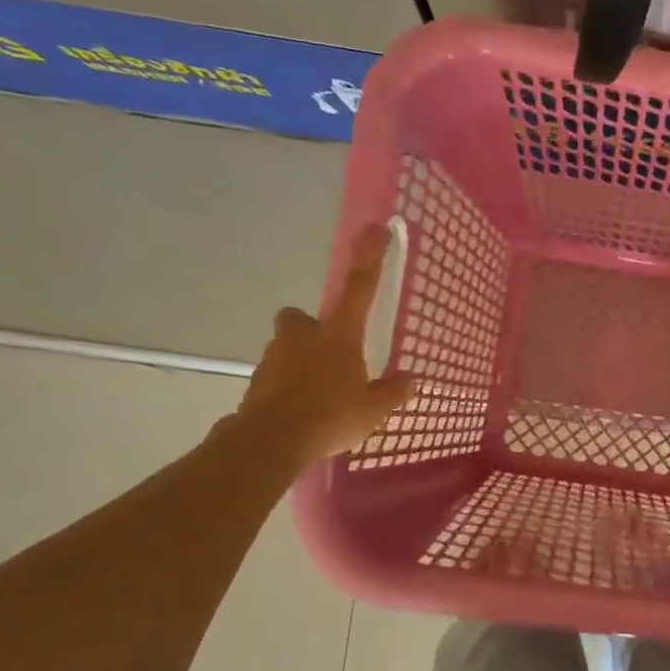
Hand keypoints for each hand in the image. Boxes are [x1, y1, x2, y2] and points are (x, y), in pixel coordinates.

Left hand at [235, 226, 414, 466]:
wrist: (270, 441)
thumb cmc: (330, 416)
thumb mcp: (374, 409)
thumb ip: (394, 391)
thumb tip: (413, 379)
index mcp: (338, 335)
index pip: (359, 287)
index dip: (369, 257)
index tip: (375, 228)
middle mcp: (303, 337)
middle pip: (301, 318)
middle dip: (310, 328)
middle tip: (328, 352)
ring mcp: (274, 358)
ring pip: (286, 348)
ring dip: (299, 361)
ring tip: (318, 395)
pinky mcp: (256, 383)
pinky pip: (276, 377)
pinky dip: (287, 388)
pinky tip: (301, 413)